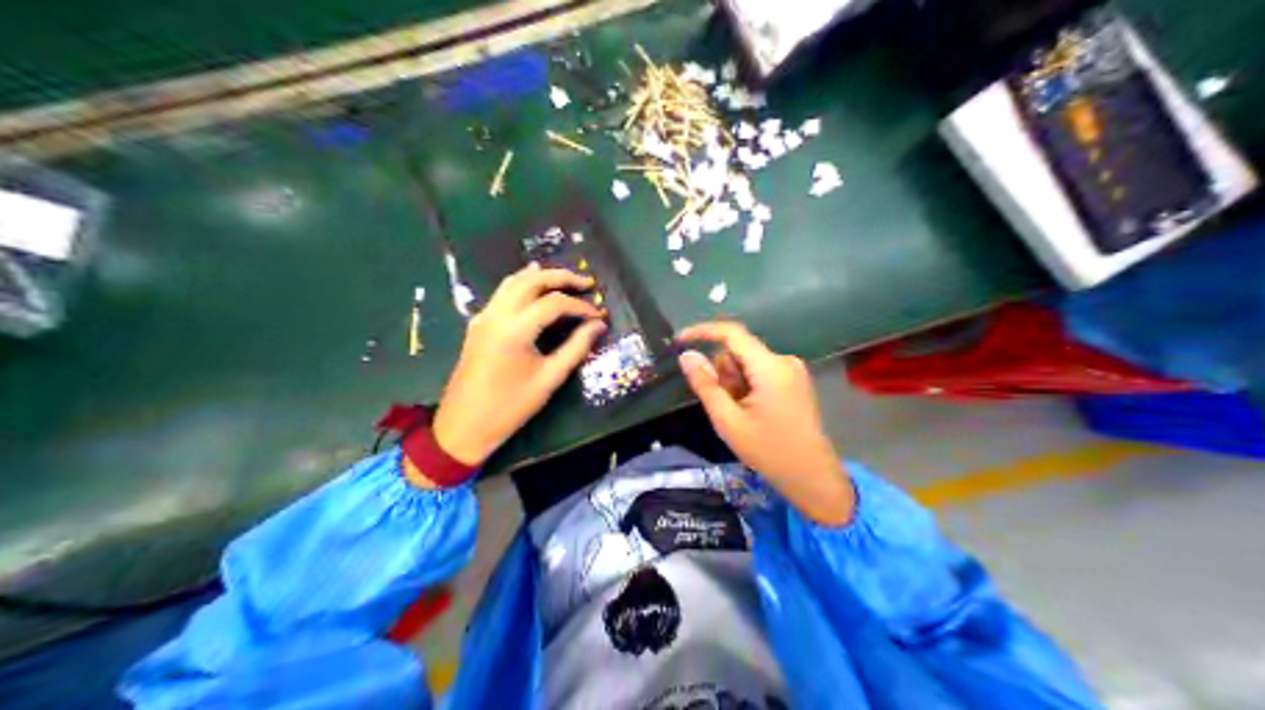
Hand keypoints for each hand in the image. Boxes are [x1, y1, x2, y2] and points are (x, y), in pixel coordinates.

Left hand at [428, 264, 604, 469]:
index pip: (554, 303)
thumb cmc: (510, 407)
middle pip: (532, 281)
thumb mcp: (549, 379)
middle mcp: (497, 314)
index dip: (580, 306)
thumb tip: (597, 326)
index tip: (599, 316)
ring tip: (566, 281)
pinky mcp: (478, 324)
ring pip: (514, 282)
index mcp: (515, 329)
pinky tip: (536, 290)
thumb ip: (576, 348)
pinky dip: (523, 285)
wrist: (464, 425)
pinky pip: (502, 293)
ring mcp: (484, 317)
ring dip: (541, 277)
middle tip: (587, 283)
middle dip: (561, 277)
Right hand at [678, 321, 852, 526]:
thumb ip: (706, 385)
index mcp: (770, 367)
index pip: (732, 333)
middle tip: (723, 407)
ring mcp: (793, 370)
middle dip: (723, 373)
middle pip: (739, 351)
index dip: (703, 332)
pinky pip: (761, 372)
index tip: (679, 341)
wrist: (811, 475)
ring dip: (735, 383)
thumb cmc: (768, 451)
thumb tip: (686, 356)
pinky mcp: (795, 381)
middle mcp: (784, 360)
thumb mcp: (728, 421)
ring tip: (740, 415)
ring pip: (748, 363)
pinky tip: (752, 413)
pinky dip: (748, 387)